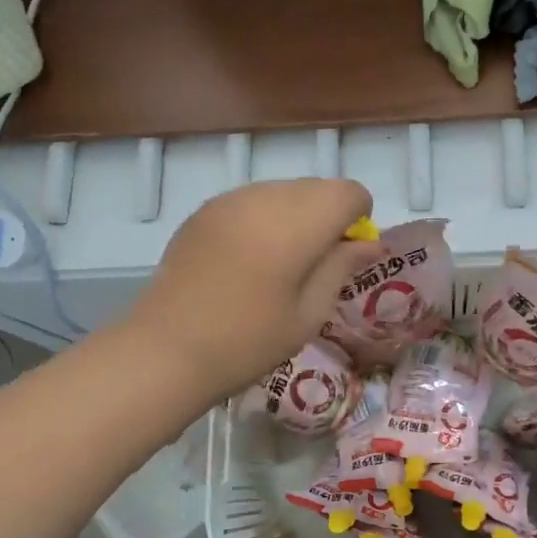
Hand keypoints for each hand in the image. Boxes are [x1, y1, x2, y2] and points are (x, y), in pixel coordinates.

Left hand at [124, 179, 382, 406]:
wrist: (166, 350)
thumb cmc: (248, 341)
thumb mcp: (309, 312)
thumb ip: (342, 267)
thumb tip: (370, 242)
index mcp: (297, 222)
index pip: (349, 192)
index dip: (359, 218)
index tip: (346, 254)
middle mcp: (265, 197)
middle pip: (318, 187)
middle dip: (329, 216)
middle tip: (316, 264)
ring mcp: (230, 200)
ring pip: (284, 191)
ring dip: (296, 216)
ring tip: (280, 264)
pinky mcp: (205, 210)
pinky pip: (252, 201)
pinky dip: (265, 219)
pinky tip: (248, 260)